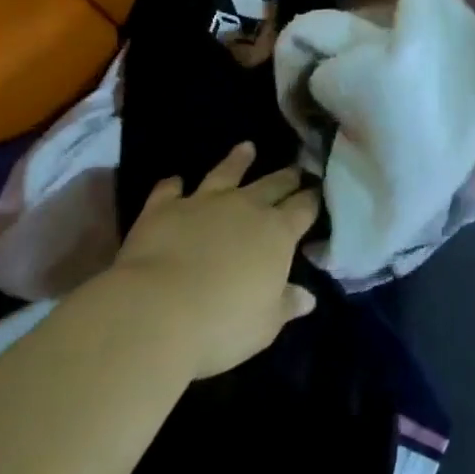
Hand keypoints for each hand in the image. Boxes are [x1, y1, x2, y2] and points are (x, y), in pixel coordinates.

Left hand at [111, 143, 319, 378]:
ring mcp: (205, 202)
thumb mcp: (264, 325)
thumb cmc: (221, 325)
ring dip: (237, 160)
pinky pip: (169, 191)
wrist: (156, 312)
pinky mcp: (165, 209)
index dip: (311, 200)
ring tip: (246, 148)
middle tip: (295, 170)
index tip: (317, 192)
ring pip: (226, 173)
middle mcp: (246, 207)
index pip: (303, 209)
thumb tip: (308, 296)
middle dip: (287, 177)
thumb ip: (286, 305)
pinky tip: (174, 180)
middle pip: (273, 185)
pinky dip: (172, 185)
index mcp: (278, 233)